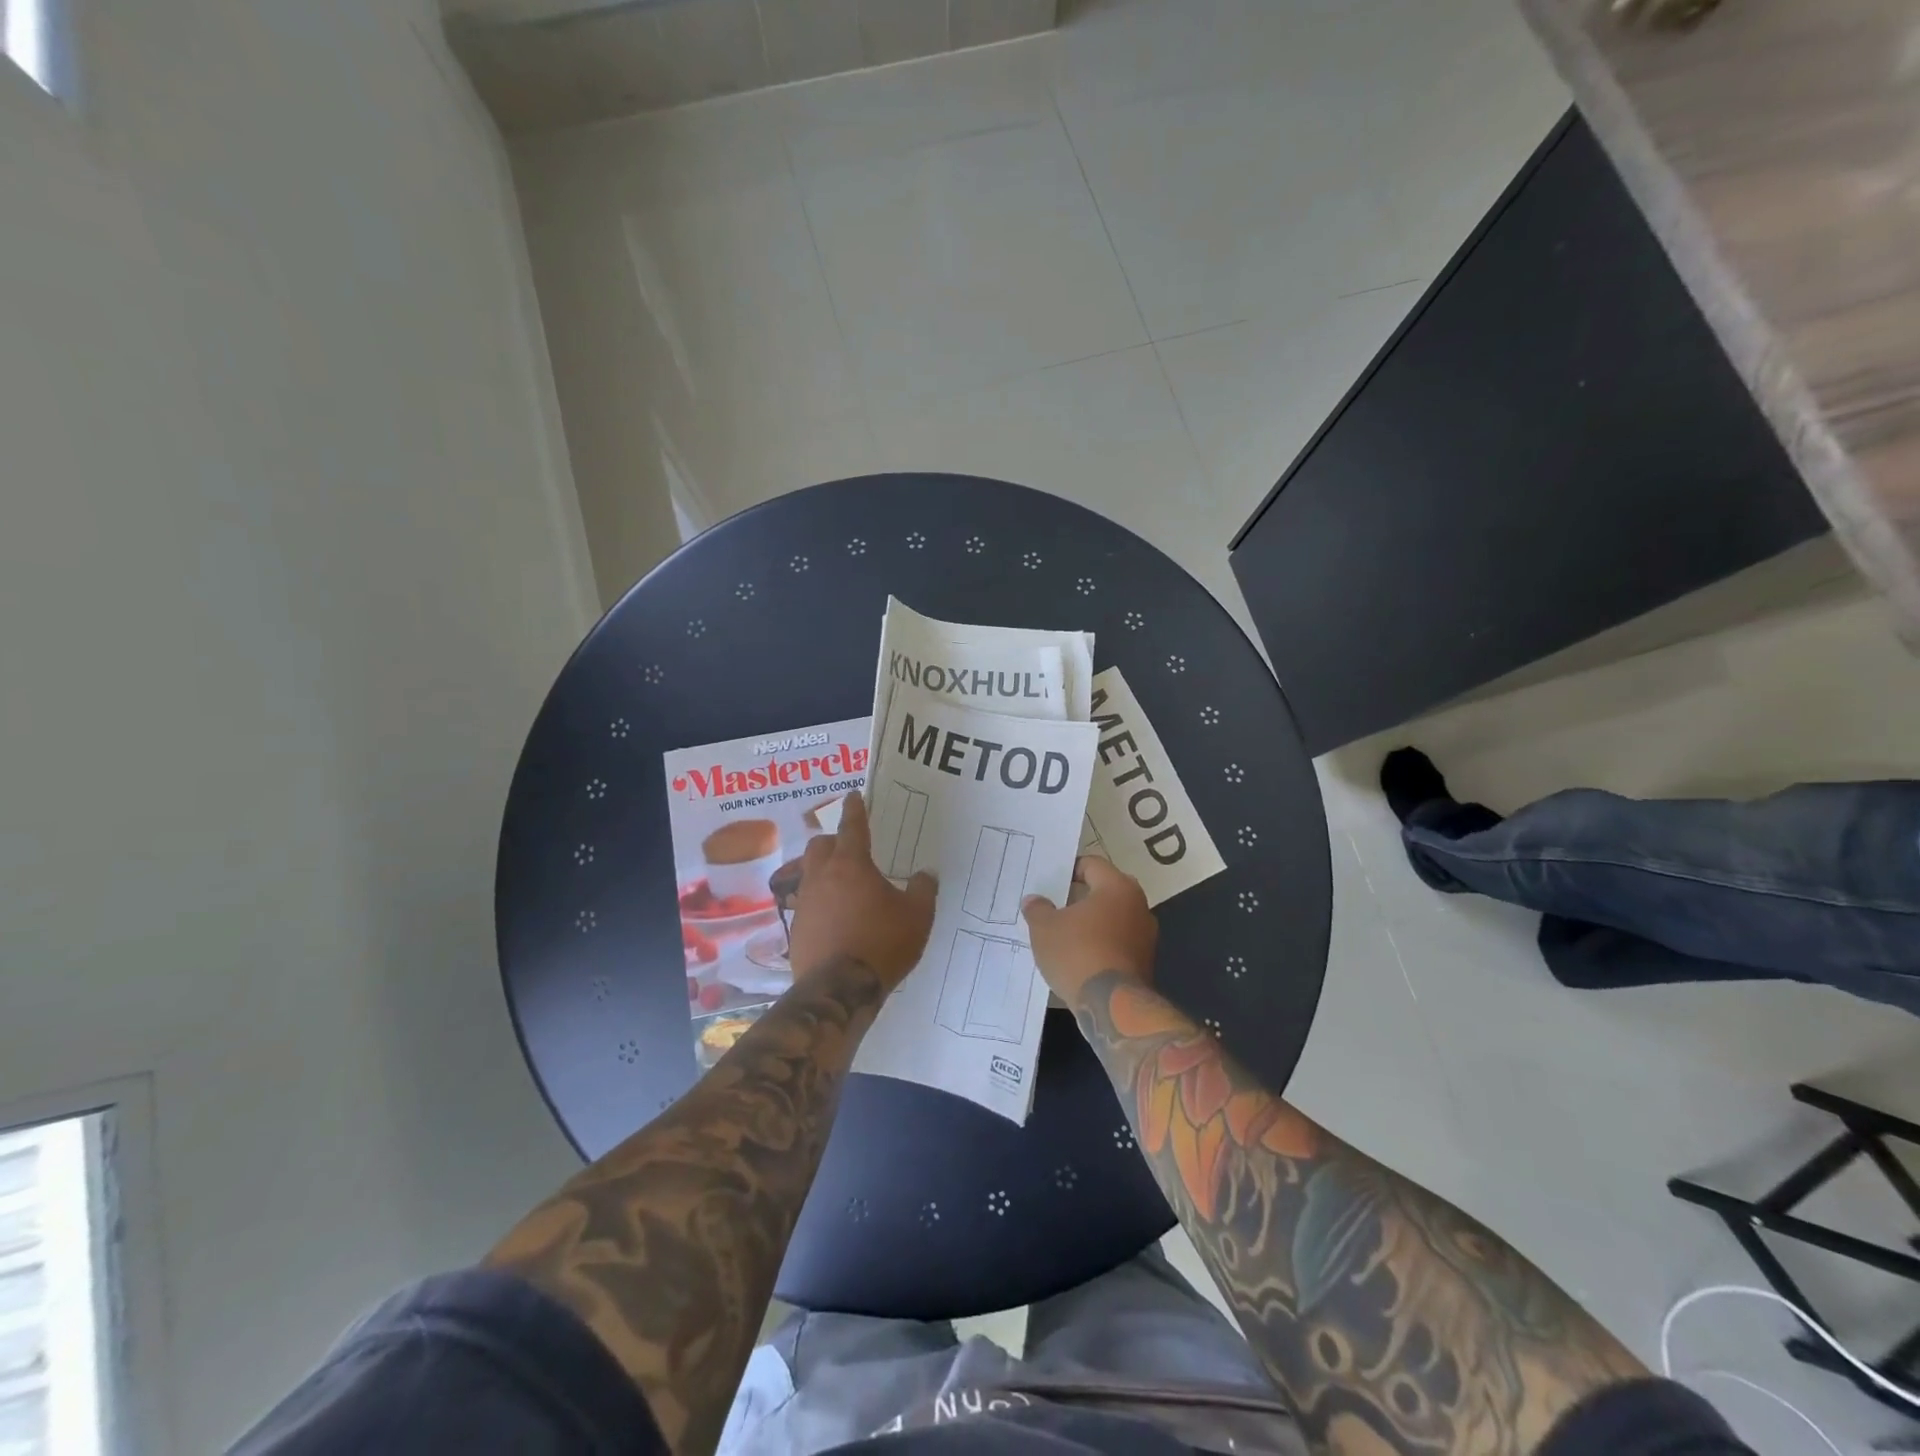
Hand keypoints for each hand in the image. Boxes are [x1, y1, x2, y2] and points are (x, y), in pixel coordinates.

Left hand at [786, 795, 936, 991]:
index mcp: (851, 864)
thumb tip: (924, 874)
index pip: (852, 826)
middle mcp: (821, 877)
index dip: (854, 809)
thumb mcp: (917, 916)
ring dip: (824, 872)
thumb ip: (923, 890)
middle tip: (851, 848)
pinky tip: (836, 919)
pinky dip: (821, 903)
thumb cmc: (882, 944)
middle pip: (820, 845)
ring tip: (845, 886)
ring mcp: (804, 903)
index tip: (853, 796)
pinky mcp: (796, 929)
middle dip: (833, 840)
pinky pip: (807, 904)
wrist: (839, 990)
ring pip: (809, 874)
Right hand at [1022, 856, 1157, 1006]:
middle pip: (1106, 890)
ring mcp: (1146, 935)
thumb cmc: (1077, 953)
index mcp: (1117, 887)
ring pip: (1115, 917)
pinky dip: (1102, 943)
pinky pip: (1119, 941)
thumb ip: (1038, 909)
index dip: (1069, 869)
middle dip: (1082, 895)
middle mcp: (1138, 905)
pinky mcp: (1146, 961)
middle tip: (1057, 903)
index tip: (1051, 881)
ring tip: (1065, 932)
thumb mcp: (1044, 928)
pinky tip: (1080, 955)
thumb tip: (1034, 900)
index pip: (1092, 864)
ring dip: (1093, 921)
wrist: (1112, 1005)